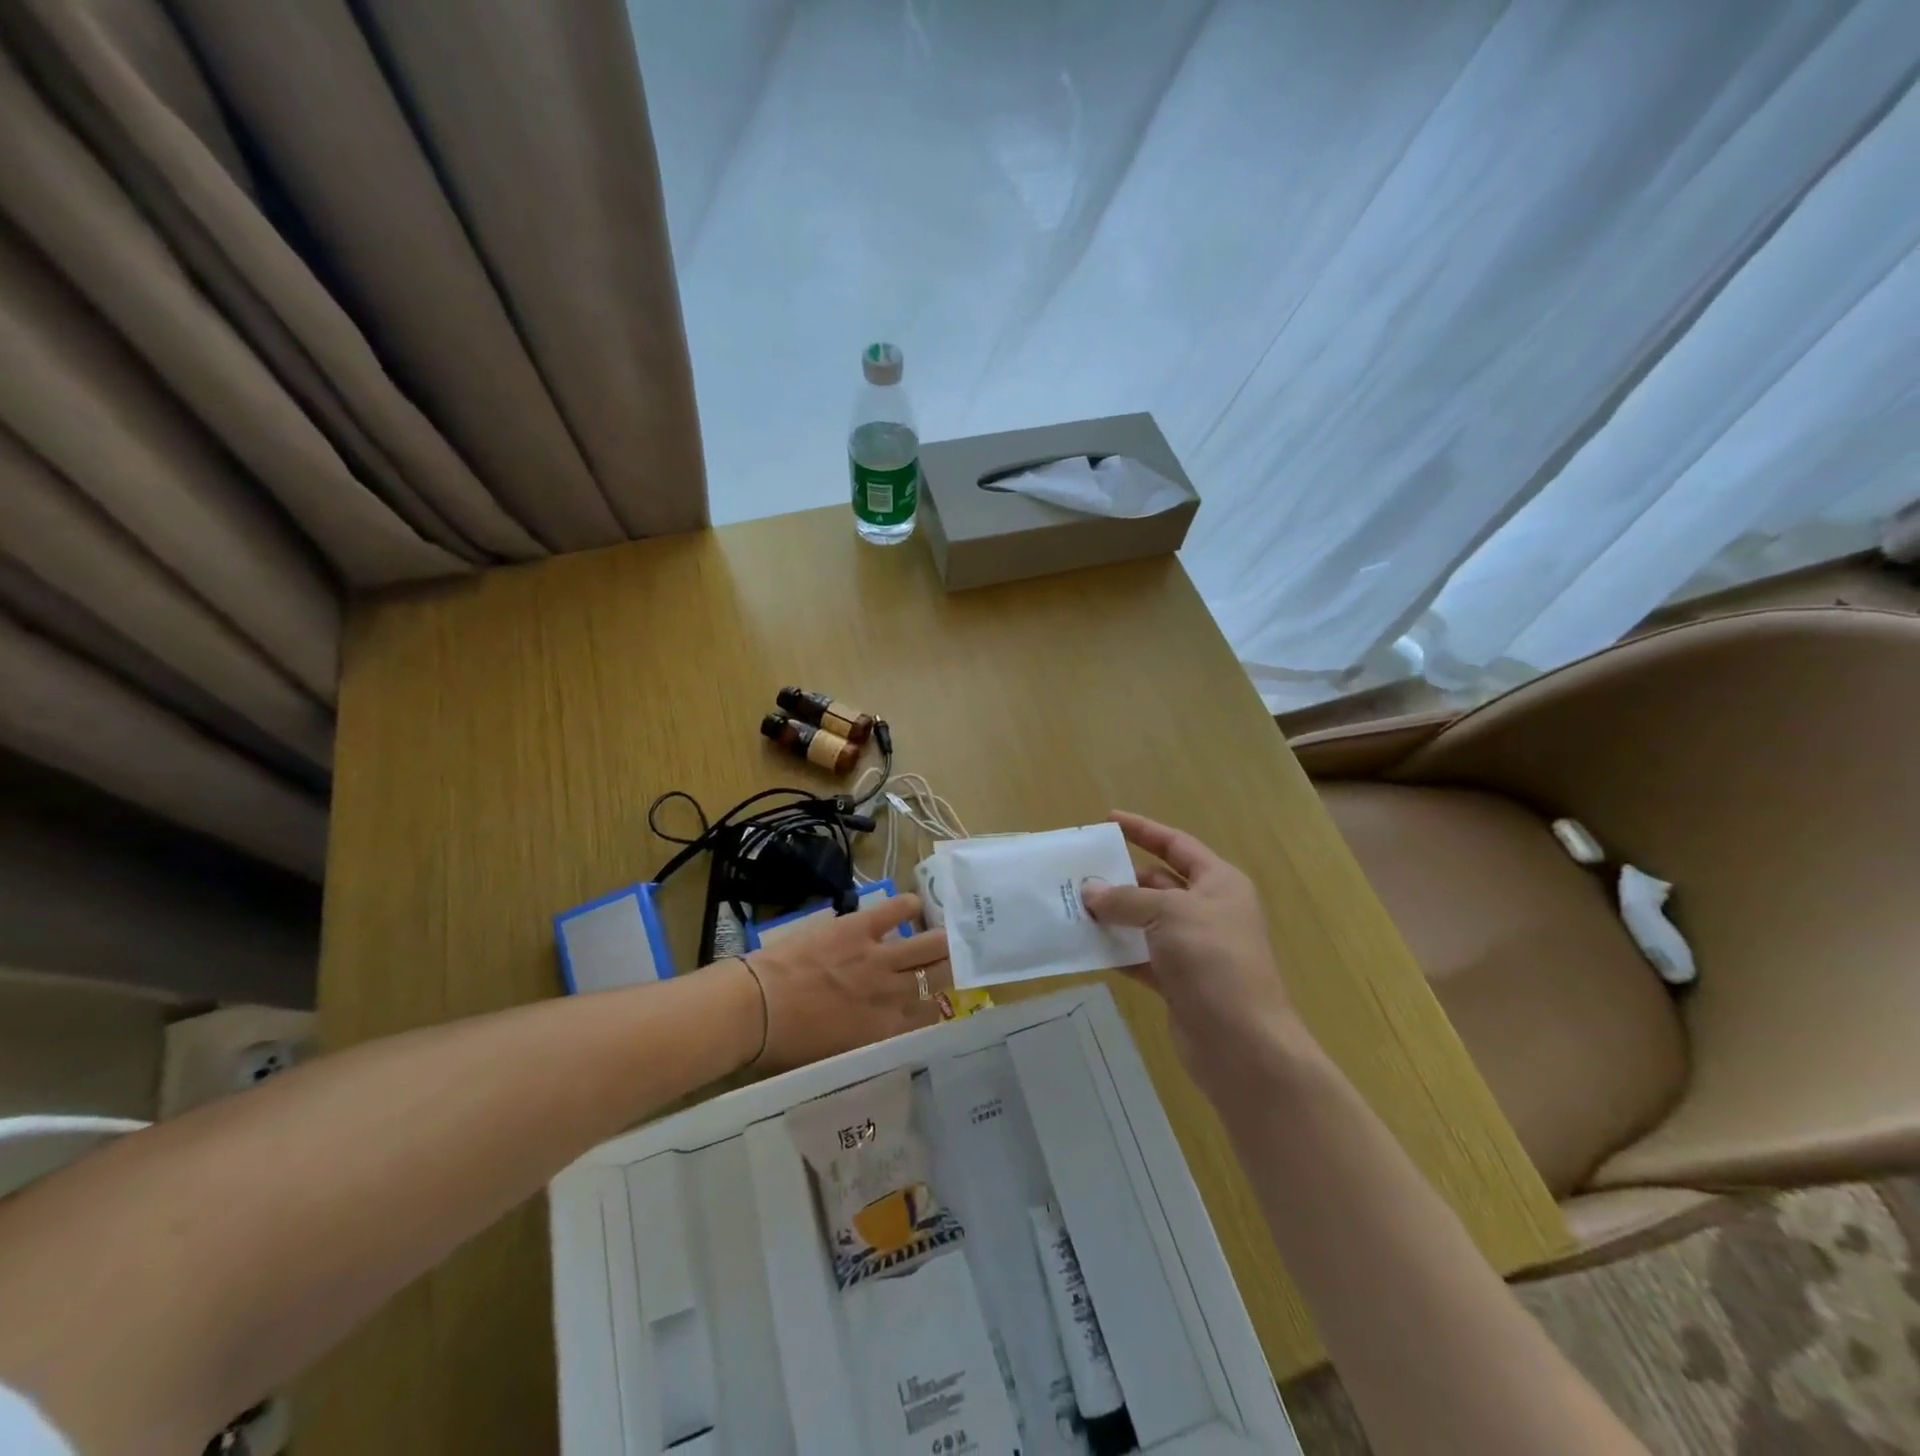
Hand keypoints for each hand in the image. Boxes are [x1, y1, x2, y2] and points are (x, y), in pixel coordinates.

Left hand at [737, 895, 952, 1072]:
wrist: (756, 1008)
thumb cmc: (788, 1043)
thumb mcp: (838, 1055)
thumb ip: (870, 1041)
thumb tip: (885, 1030)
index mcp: (886, 1030)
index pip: (930, 1015)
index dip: (936, 1004)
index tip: (935, 998)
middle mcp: (892, 993)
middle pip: (939, 975)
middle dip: (950, 967)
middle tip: (952, 959)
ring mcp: (878, 957)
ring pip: (931, 944)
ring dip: (942, 939)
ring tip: (947, 931)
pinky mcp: (859, 927)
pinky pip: (897, 910)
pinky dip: (910, 906)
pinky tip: (915, 905)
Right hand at [1081, 812, 1300, 1088]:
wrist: (1242, 1043)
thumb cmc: (1213, 960)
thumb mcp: (1168, 914)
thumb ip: (1125, 899)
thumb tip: (1089, 891)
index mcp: (1218, 883)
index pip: (1176, 845)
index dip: (1143, 830)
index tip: (1108, 820)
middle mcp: (1208, 911)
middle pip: (1158, 883)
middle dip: (1120, 877)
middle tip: (1078, 871)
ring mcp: (1193, 948)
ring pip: (1145, 921)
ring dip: (1113, 915)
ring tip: (1072, 906)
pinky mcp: (1178, 982)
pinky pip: (1140, 956)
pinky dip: (1116, 951)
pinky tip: (1086, 946)